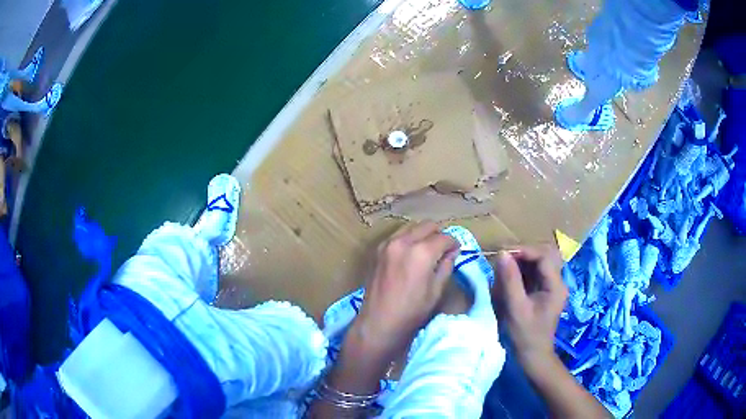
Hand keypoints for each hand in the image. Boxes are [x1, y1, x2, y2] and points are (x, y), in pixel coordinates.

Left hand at [350, 222, 458, 360]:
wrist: (378, 323)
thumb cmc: (411, 312)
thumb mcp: (436, 291)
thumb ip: (446, 266)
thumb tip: (452, 251)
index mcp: (421, 252)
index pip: (444, 237)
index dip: (454, 243)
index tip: (457, 250)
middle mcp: (403, 241)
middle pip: (427, 225)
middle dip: (439, 234)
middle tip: (444, 249)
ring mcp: (387, 244)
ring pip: (411, 227)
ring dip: (423, 234)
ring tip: (428, 251)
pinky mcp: (378, 250)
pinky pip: (398, 235)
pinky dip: (408, 239)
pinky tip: (412, 254)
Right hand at [491, 245, 566, 369]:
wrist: (533, 356)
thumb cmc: (525, 335)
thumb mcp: (516, 308)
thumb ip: (510, 280)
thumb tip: (501, 254)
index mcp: (556, 285)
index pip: (543, 256)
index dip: (524, 250)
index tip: (503, 253)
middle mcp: (557, 282)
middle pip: (545, 254)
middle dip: (524, 252)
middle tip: (503, 258)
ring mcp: (552, 286)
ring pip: (540, 261)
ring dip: (522, 260)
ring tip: (505, 265)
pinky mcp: (544, 291)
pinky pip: (535, 272)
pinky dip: (522, 269)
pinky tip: (510, 275)